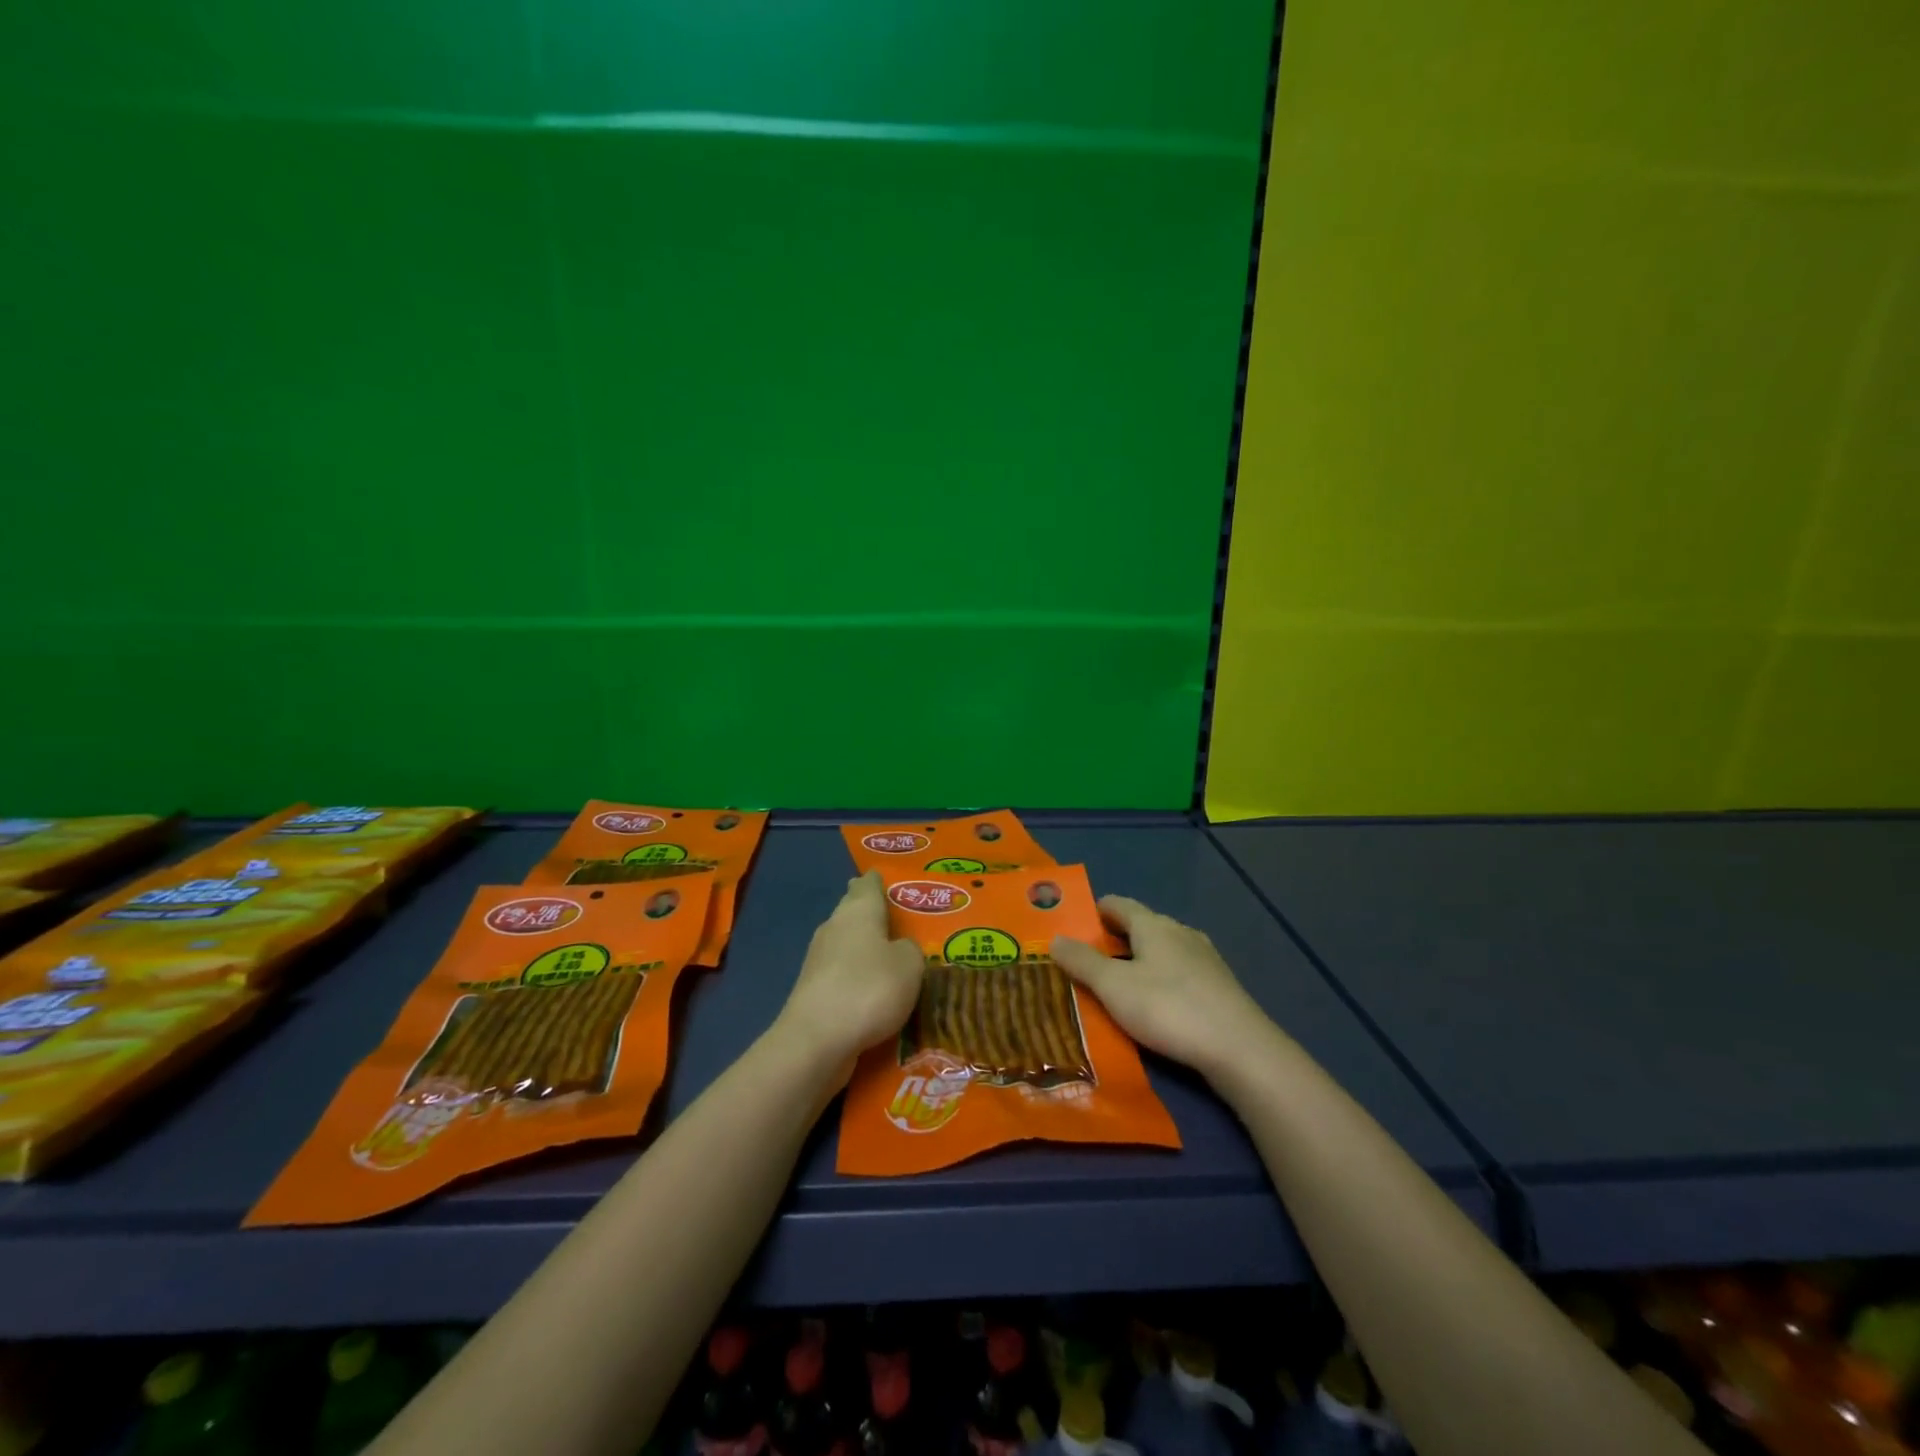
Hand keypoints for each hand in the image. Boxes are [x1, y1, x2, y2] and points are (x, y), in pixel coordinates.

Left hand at [775, 871, 924, 1080]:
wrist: (817, 1040)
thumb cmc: (869, 989)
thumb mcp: (910, 965)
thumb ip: (911, 950)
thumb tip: (899, 948)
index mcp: (858, 910)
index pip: (868, 884)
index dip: (879, 881)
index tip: (888, 879)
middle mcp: (835, 927)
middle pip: (853, 911)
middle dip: (872, 913)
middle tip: (897, 917)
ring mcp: (819, 959)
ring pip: (847, 942)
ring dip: (864, 947)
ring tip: (890, 954)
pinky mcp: (814, 990)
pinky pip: (842, 973)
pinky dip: (857, 976)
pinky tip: (872, 988)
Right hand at [1052, 896, 1277, 1080]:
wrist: (1240, 1049)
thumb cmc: (1168, 1008)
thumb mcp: (1113, 987)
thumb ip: (1082, 962)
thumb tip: (1054, 938)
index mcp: (1153, 924)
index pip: (1117, 904)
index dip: (1094, 911)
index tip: (1073, 926)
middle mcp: (1179, 932)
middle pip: (1140, 926)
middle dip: (1113, 939)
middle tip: (1085, 960)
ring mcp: (1204, 958)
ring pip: (1161, 950)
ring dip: (1137, 961)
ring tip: (1115, 985)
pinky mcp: (1218, 986)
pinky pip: (1178, 972)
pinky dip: (1159, 979)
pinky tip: (1153, 1004)